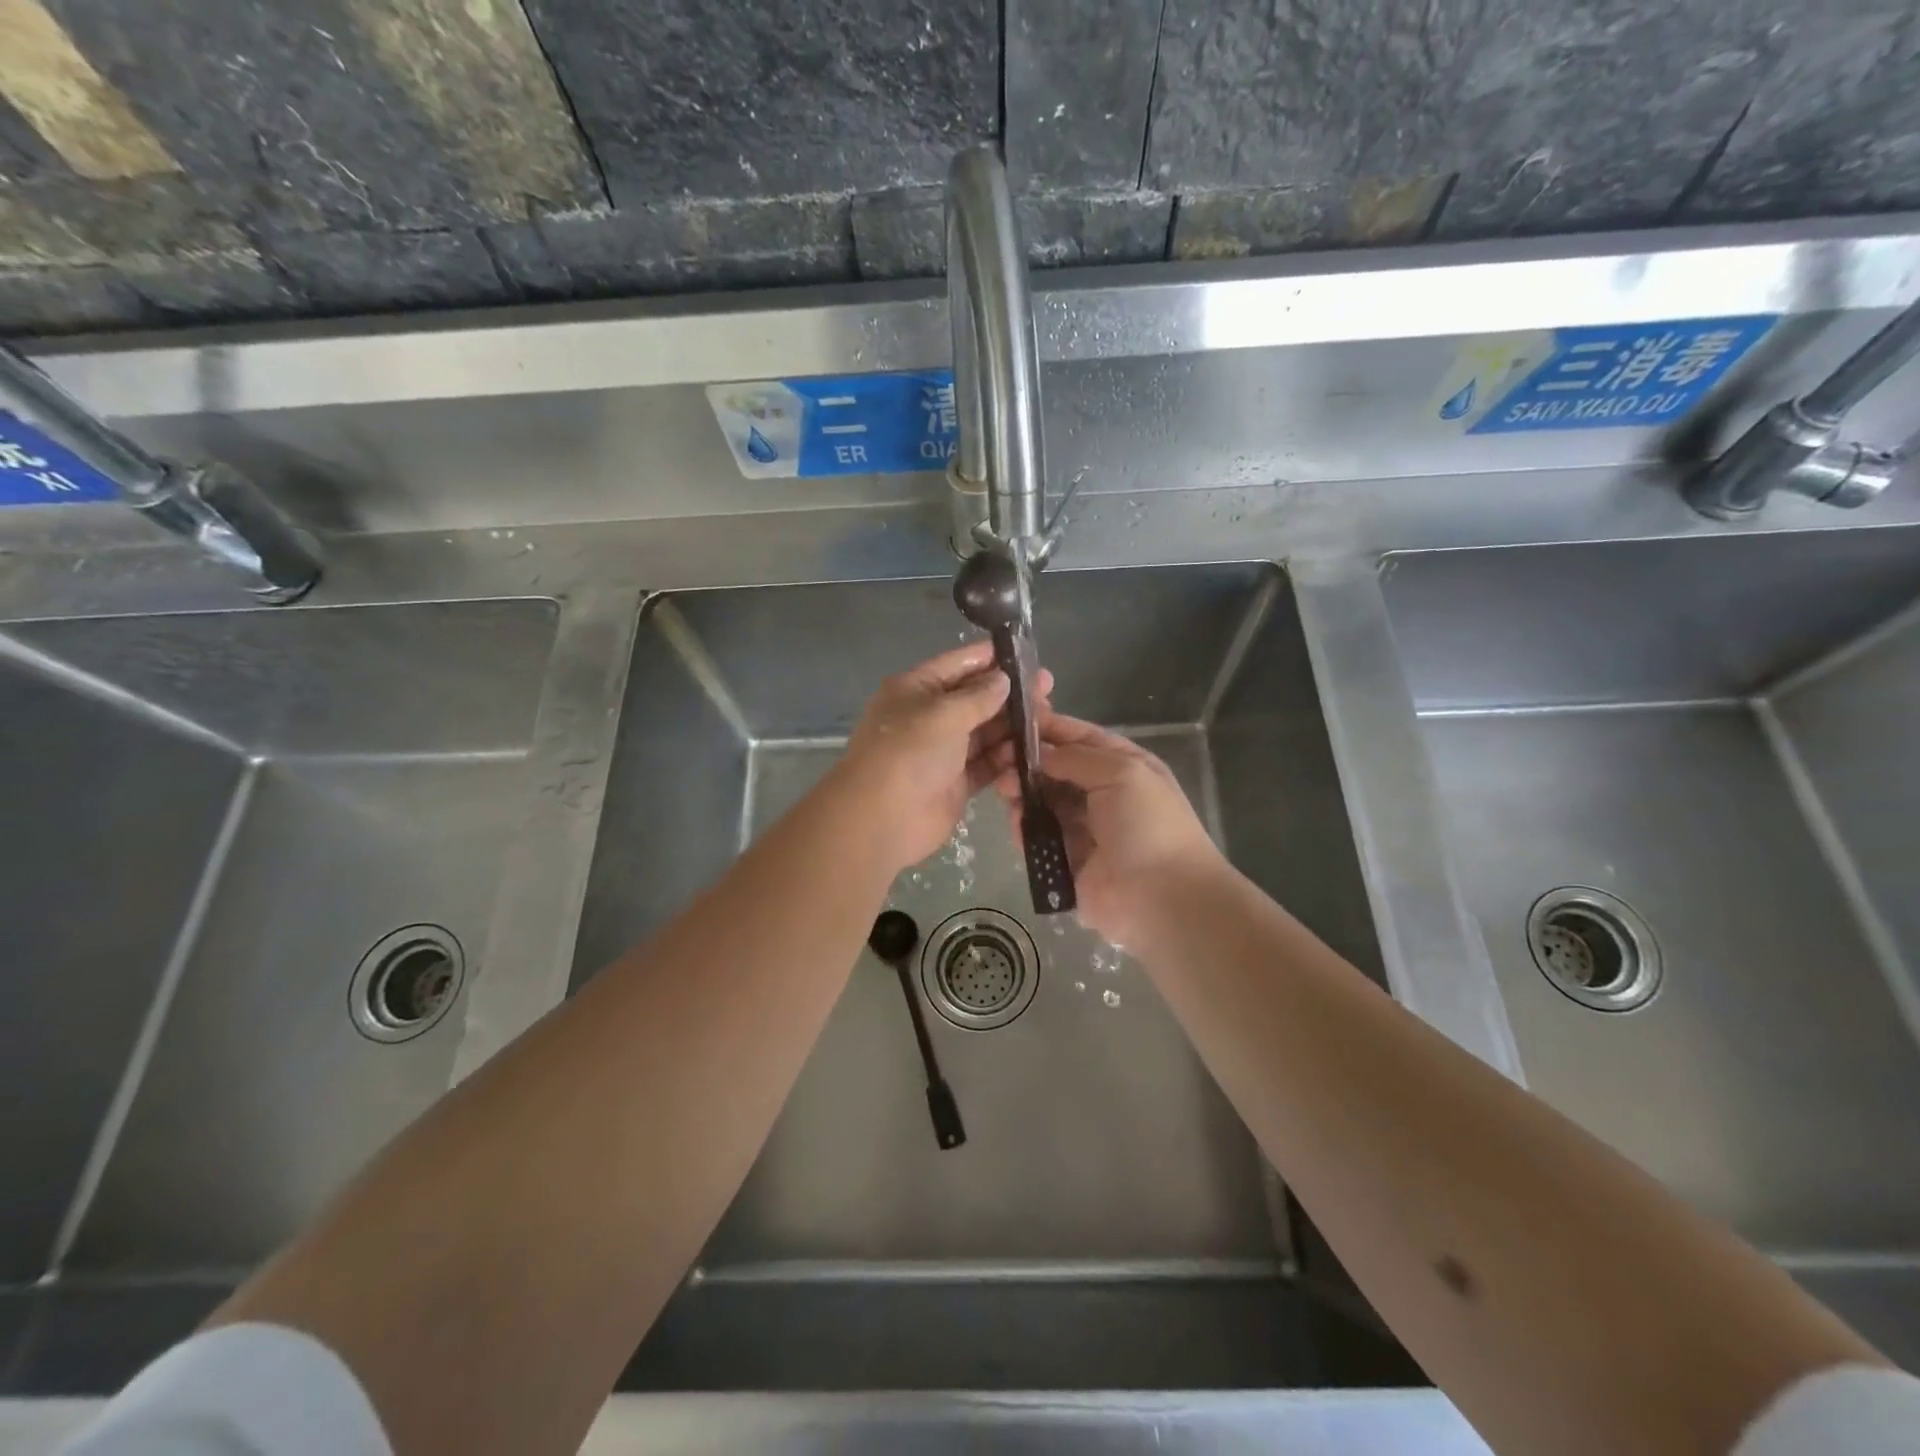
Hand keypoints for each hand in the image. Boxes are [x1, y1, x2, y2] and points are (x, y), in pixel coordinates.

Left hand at [836, 642, 1050, 871]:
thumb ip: (978, 696)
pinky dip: (1008, 757)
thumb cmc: (907, 754)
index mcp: (916, 690)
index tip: (1027, 654)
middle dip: (1010, 693)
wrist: (881, 820)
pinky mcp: (957, 782)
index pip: (958, 664)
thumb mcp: (942, 714)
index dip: (990, 658)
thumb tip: (1004, 679)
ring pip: (986, 731)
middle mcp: (930, 716)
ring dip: (1014, 726)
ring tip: (1049, 718)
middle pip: (976, 698)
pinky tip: (1034, 750)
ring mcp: (944, 751)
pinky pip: (988, 763)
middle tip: (1049, 689)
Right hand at [995, 711, 1224, 946]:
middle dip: (1029, 762)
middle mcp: (1103, 794)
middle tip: (999, 759)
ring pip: (1044, 802)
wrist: (1162, 898)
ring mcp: (1084, 828)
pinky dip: (1025, 827)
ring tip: (1004, 789)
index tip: (1014, 722)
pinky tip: (1016, 821)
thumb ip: (1077, 757)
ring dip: (1023, 793)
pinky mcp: (1067, 860)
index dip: (1051, 728)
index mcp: (1124, 767)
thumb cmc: (1148, 825)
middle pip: (1058, 769)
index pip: (1081, 738)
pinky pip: (1040, 837)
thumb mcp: (1122, 773)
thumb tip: (1040, 754)